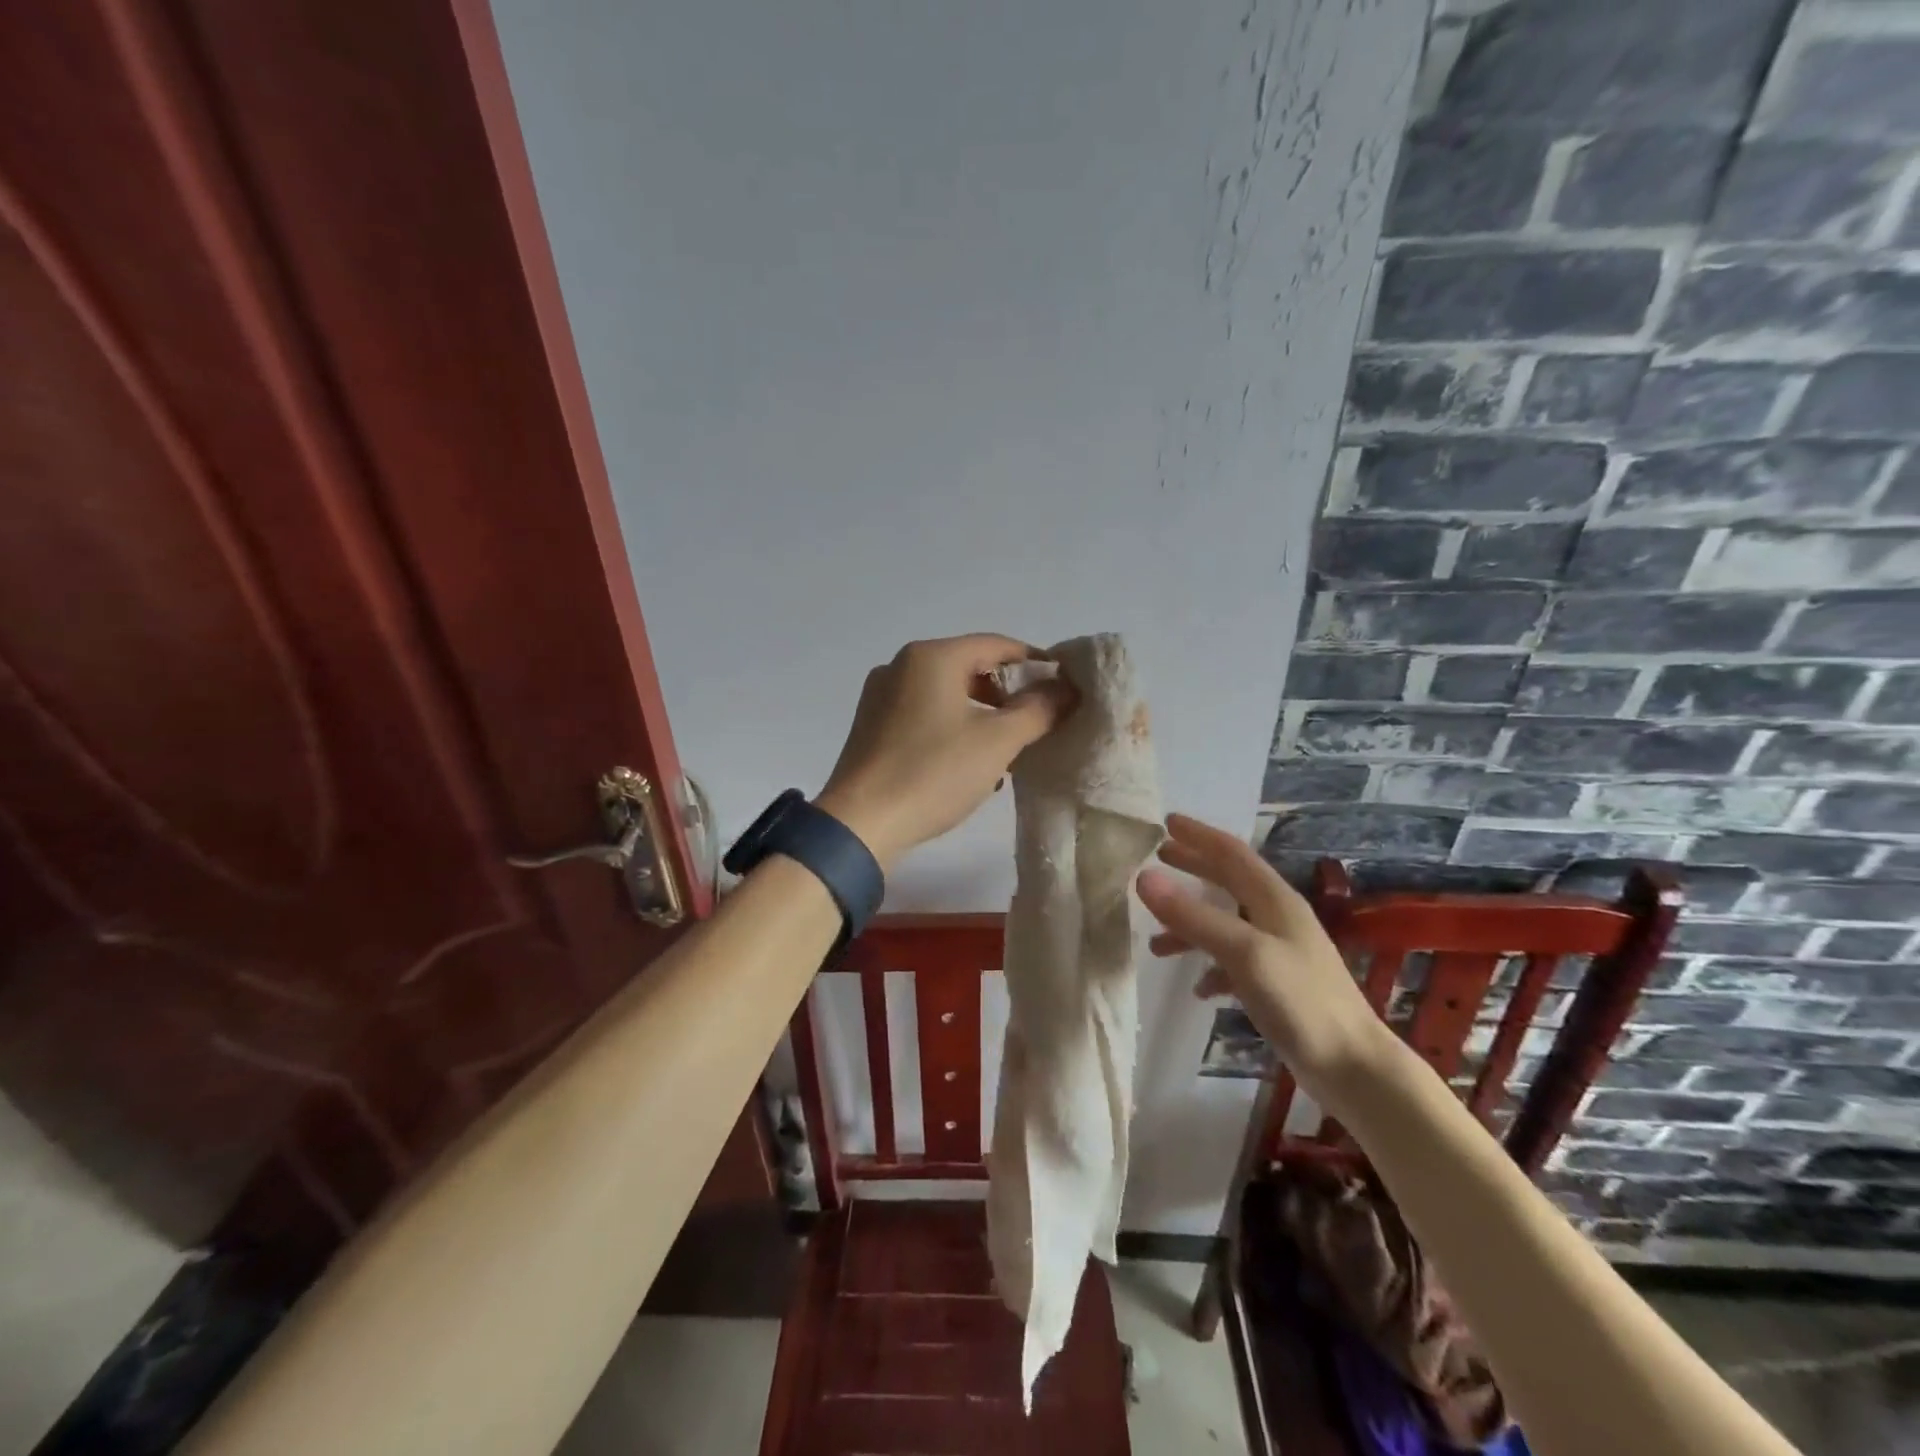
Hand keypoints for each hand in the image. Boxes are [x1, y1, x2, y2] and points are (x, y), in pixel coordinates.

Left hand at [815, 635, 1075, 867]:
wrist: (861, 824)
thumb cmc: (933, 773)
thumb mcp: (997, 742)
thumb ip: (1038, 710)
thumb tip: (1066, 689)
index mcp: (931, 657)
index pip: (997, 645)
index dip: (1035, 662)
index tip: (1063, 687)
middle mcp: (901, 665)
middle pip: (969, 667)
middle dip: (1008, 694)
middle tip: (1036, 722)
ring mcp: (881, 696)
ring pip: (947, 694)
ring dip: (982, 715)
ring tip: (1007, 749)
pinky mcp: (872, 725)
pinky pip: (924, 714)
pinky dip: (953, 727)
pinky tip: (969, 763)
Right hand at [1137, 814, 1392, 1109]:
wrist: (1355, 1069)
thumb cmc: (1301, 1002)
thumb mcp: (1243, 953)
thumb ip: (1193, 917)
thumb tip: (1143, 877)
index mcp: (1274, 900)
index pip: (1231, 853)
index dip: (1199, 835)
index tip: (1166, 822)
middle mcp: (1278, 917)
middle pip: (1230, 881)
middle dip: (1194, 867)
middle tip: (1159, 857)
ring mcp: (1280, 951)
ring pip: (1227, 923)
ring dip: (1192, 924)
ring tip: (1157, 942)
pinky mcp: (1279, 983)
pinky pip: (1234, 961)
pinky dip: (1211, 965)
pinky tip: (1198, 988)